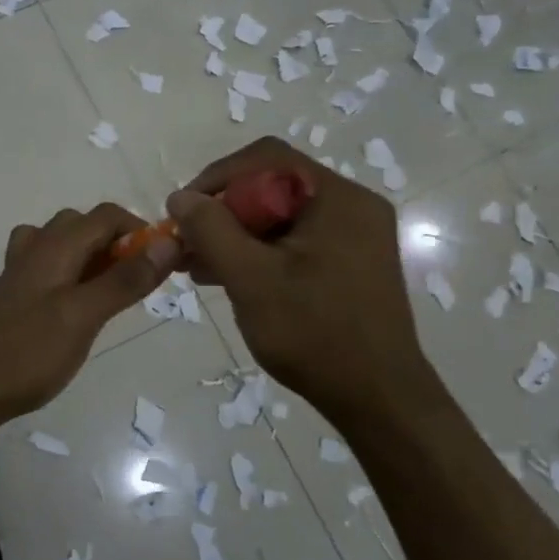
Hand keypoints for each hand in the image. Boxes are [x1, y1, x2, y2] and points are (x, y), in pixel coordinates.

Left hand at [0, 203, 177, 428]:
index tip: (163, 261)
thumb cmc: (30, 352)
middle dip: (116, 242)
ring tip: (109, 289)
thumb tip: (167, 243)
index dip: (139, 229)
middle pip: (83, 224)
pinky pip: (49, 266)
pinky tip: (76, 303)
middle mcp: (36, 249)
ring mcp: (20, 271)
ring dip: (92, 255)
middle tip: (137, 280)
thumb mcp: (84, 316)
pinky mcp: (15, 295)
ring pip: (63, 243)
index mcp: (54, 246)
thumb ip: (124, 280)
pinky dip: (70, 272)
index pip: (106, 215)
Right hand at [168, 137, 432, 413]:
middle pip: (273, 187)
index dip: (218, 177)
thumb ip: (211, 230)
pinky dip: (260, 252)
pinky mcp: (351, 263)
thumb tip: (180, 196)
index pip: (267, 159)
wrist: (378, 400)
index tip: (185, 210)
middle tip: (188, 244)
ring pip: (281, 217)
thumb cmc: (314, 334)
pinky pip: (296, 241)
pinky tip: (228, 278)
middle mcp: (352, 207)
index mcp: (337, 198)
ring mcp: (355, 236)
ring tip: (197, 265)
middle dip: (224, 212)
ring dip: (236, 235)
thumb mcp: (250, 278)